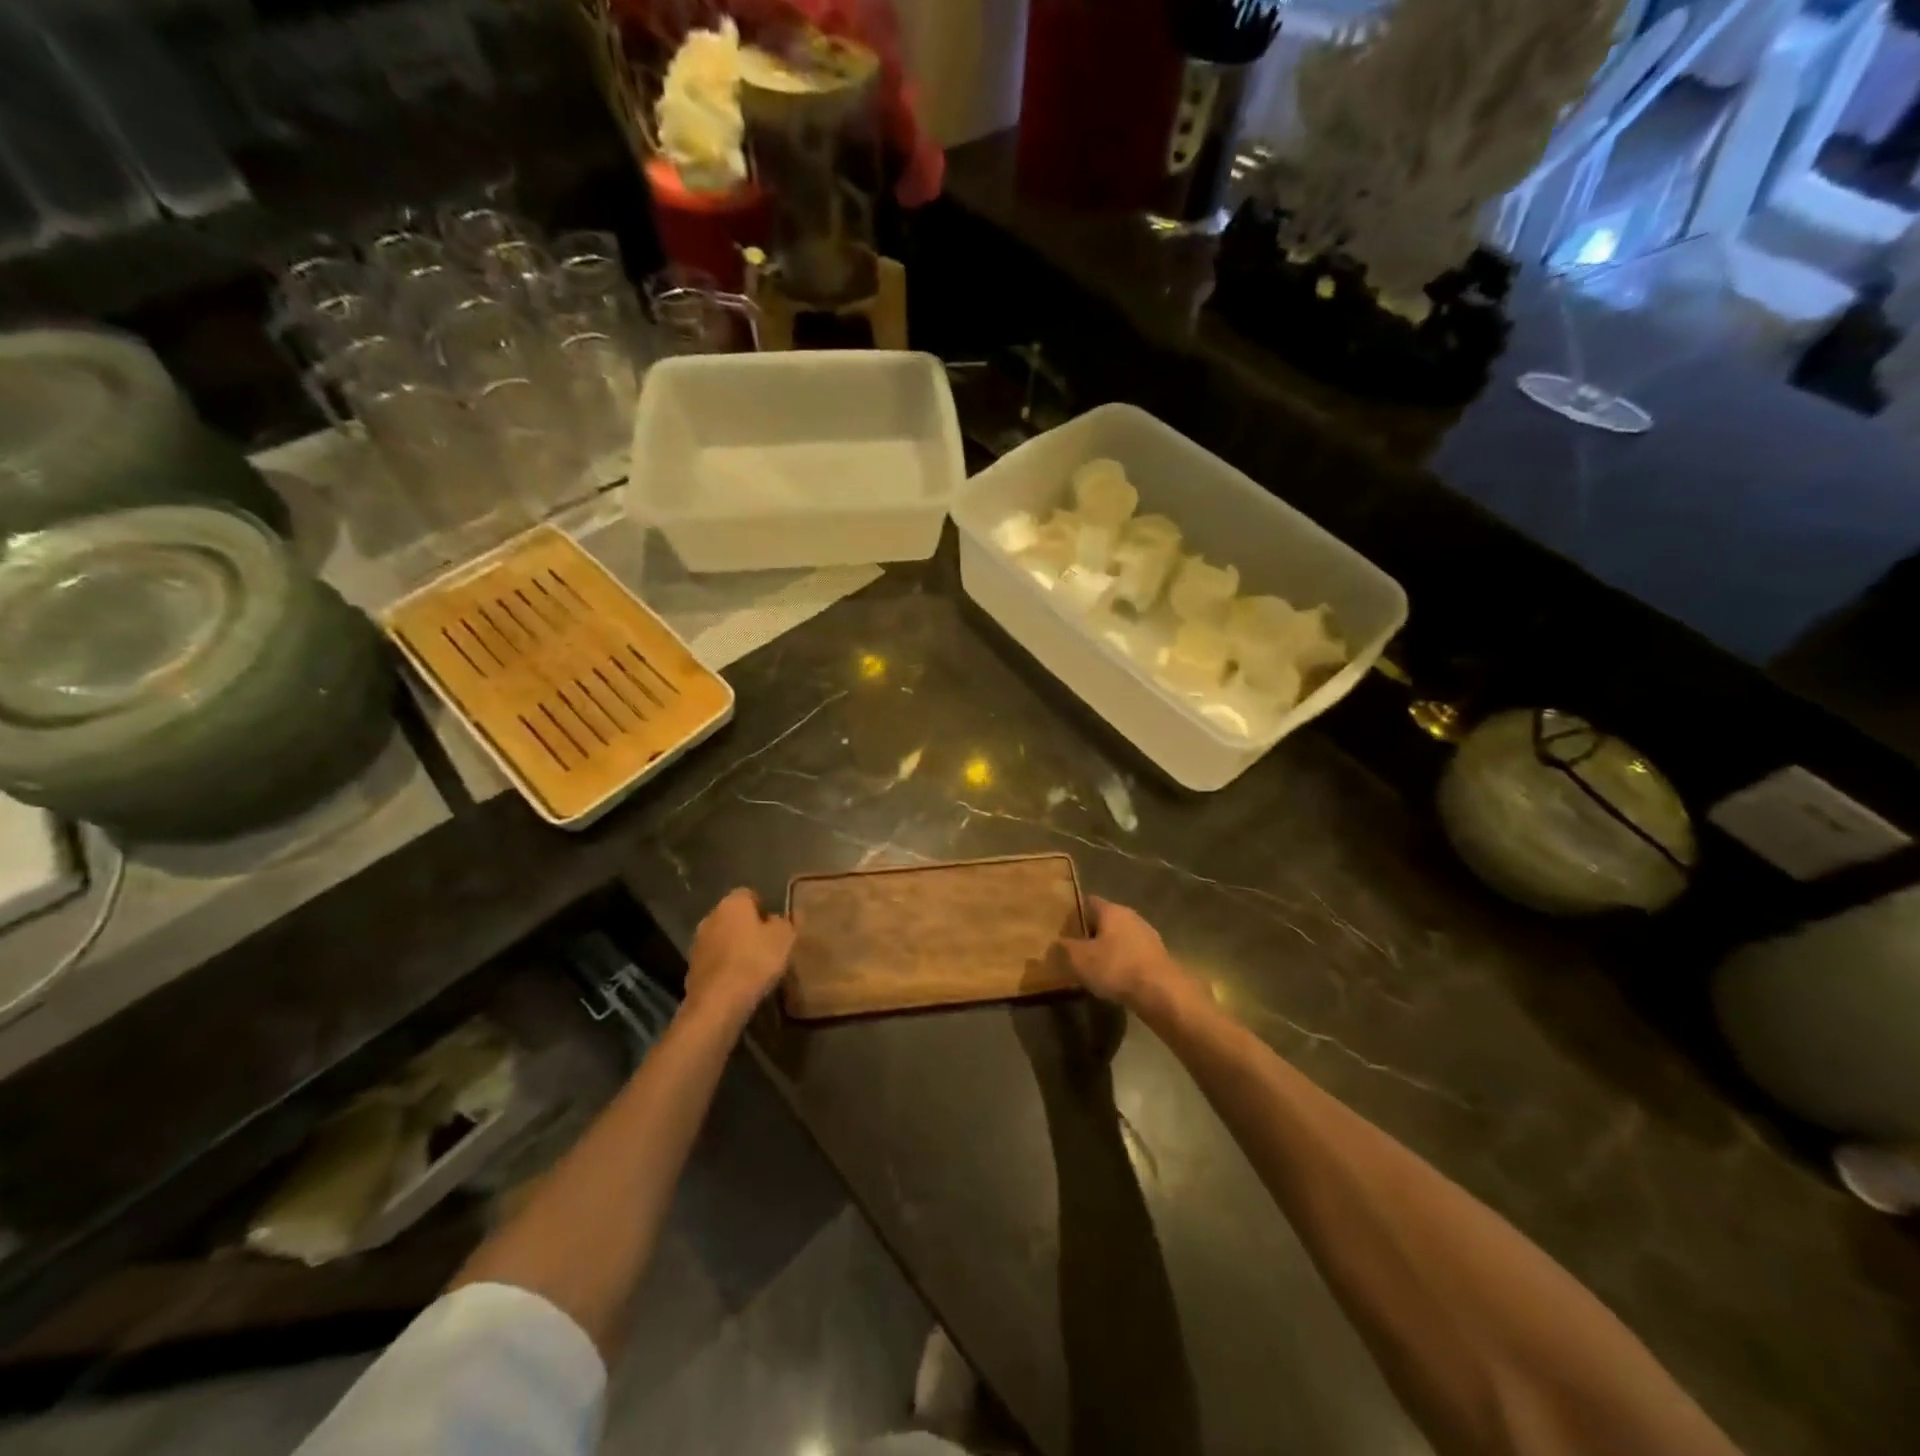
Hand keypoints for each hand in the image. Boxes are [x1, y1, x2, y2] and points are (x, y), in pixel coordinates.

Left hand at [683, 889, 794, 1028]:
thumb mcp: (784, 938)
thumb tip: (779, 918)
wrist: (718, 1002)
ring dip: (735, 948)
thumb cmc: (755, 961)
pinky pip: (715, 961)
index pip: (749, 895)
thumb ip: (785, 922)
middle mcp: (711, 917)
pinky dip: (725, 967)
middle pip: (733, 917)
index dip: (764, 908)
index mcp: (733, 903)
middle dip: (748, 928)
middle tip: (767, 945)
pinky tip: (738, 981)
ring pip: (722, 939)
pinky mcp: (691, 968)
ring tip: (754, 966)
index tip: (776, 926)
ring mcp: (697, 943)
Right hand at [1057, 897, 1191, 1015]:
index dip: (1074, 915)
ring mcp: (1147, 935)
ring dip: (1108, 948)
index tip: (1063, 931)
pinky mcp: (1158, 955)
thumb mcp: (1079, 959)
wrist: (1161, 992)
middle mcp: (1130, 916)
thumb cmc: (1116, 968)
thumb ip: (1063, 948)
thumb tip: (1054, 943)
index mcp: (1111, 910)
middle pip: (1105, 920)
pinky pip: (1133, 953)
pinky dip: (1123, 961)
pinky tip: (1116, 979)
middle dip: (1090, 934)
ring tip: (1095, 968)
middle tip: (1076, 951)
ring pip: (1120, 937)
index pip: (1088, 902)